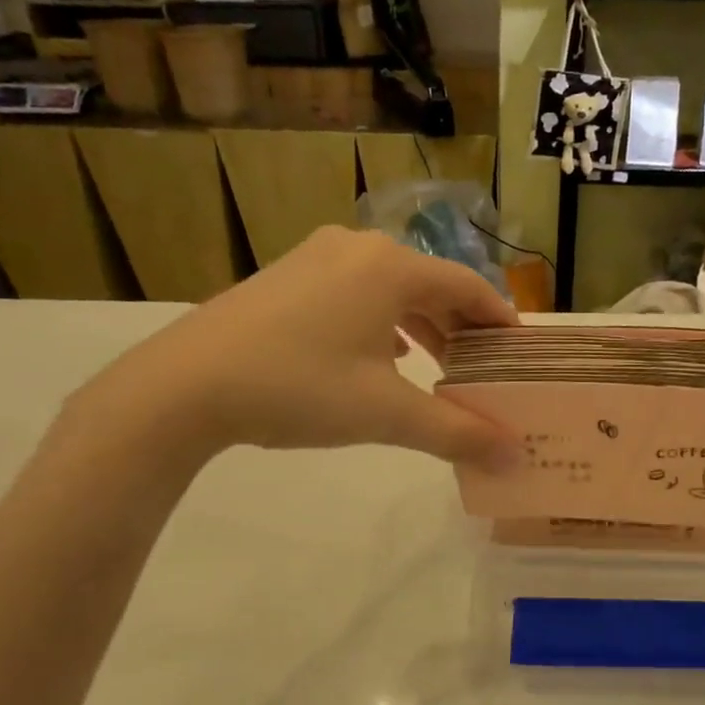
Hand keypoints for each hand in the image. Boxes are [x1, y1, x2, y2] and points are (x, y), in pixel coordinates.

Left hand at [70, 227, 522, 470]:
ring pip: (391, 288)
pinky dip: (382, 322)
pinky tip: (382, 356)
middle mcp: (358, 248)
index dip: (500, 319)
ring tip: (440, 366)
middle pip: (430, 283)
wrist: (185, 385)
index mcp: (391, 267)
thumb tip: (516, 456)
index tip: (520, 352)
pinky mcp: (287, 276)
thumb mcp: (385, 414)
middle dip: (461, 326)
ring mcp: (317, 258)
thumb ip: (457, 433)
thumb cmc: (298, 388)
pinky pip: (355, 292)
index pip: (468, 286)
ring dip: (422, 325)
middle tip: (484, 366)